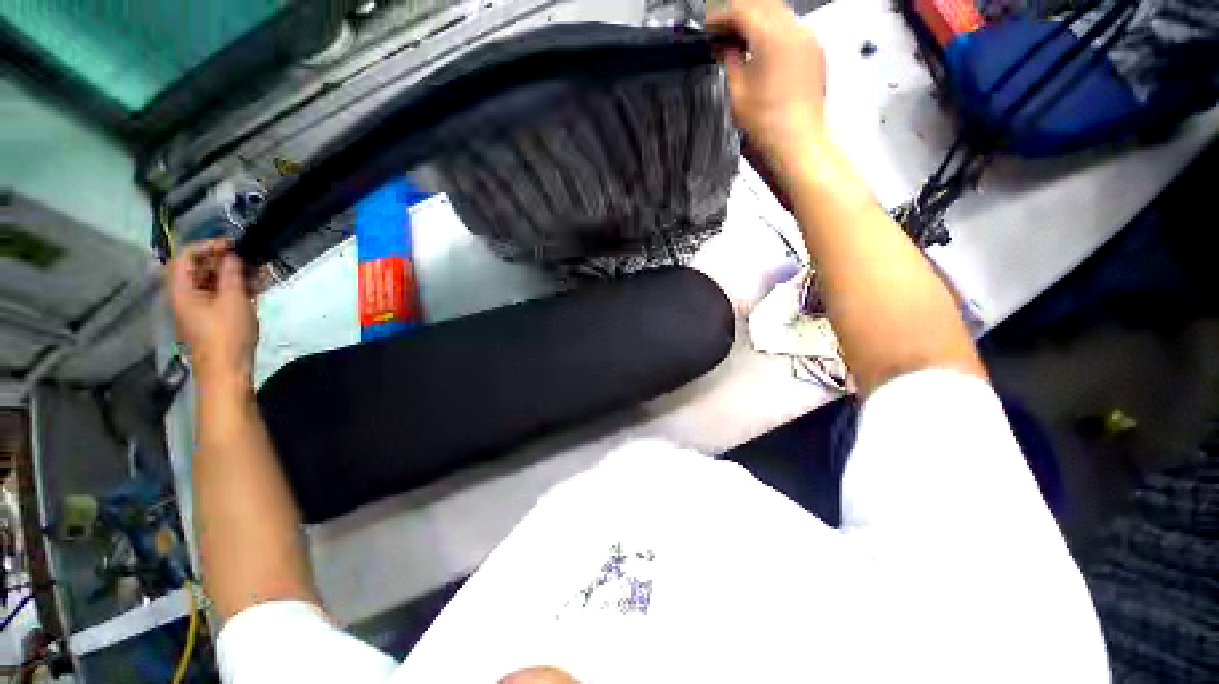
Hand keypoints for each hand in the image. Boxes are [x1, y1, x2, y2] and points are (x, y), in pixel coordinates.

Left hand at [167, 240, 258, 390]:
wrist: (226, 370)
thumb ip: (231, 274)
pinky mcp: (209, 319)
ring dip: (232, 275)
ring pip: (210, 282)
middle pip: (197, 269)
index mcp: (182, 290)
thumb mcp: (233, 300)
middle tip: (249, 260)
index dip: (208, 246)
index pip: (186, 256)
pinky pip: (218, 295)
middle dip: (222, 261)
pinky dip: (234, 288)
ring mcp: (196, 309)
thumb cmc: (227, 334)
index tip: (234, 246)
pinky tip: (254, 289)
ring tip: (258, 275)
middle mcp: (184, 296)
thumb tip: (232, 255)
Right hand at [708, 0, 826, 172]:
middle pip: (763, 5)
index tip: (707, 27)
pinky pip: (792, 31)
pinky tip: (761, 52)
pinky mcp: (815, 56)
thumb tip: (722, 45)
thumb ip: (728, 60)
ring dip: (757, 22)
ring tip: (739, 42)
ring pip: (779, 15)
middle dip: (739, 14)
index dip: (720, 17)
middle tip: (720, 32)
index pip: (741, 10)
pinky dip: (774, 34)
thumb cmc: (765, 127)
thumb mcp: (736, 93)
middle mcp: (795, 30)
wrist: (797, 148)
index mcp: (772, 36)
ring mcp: (809, 42)